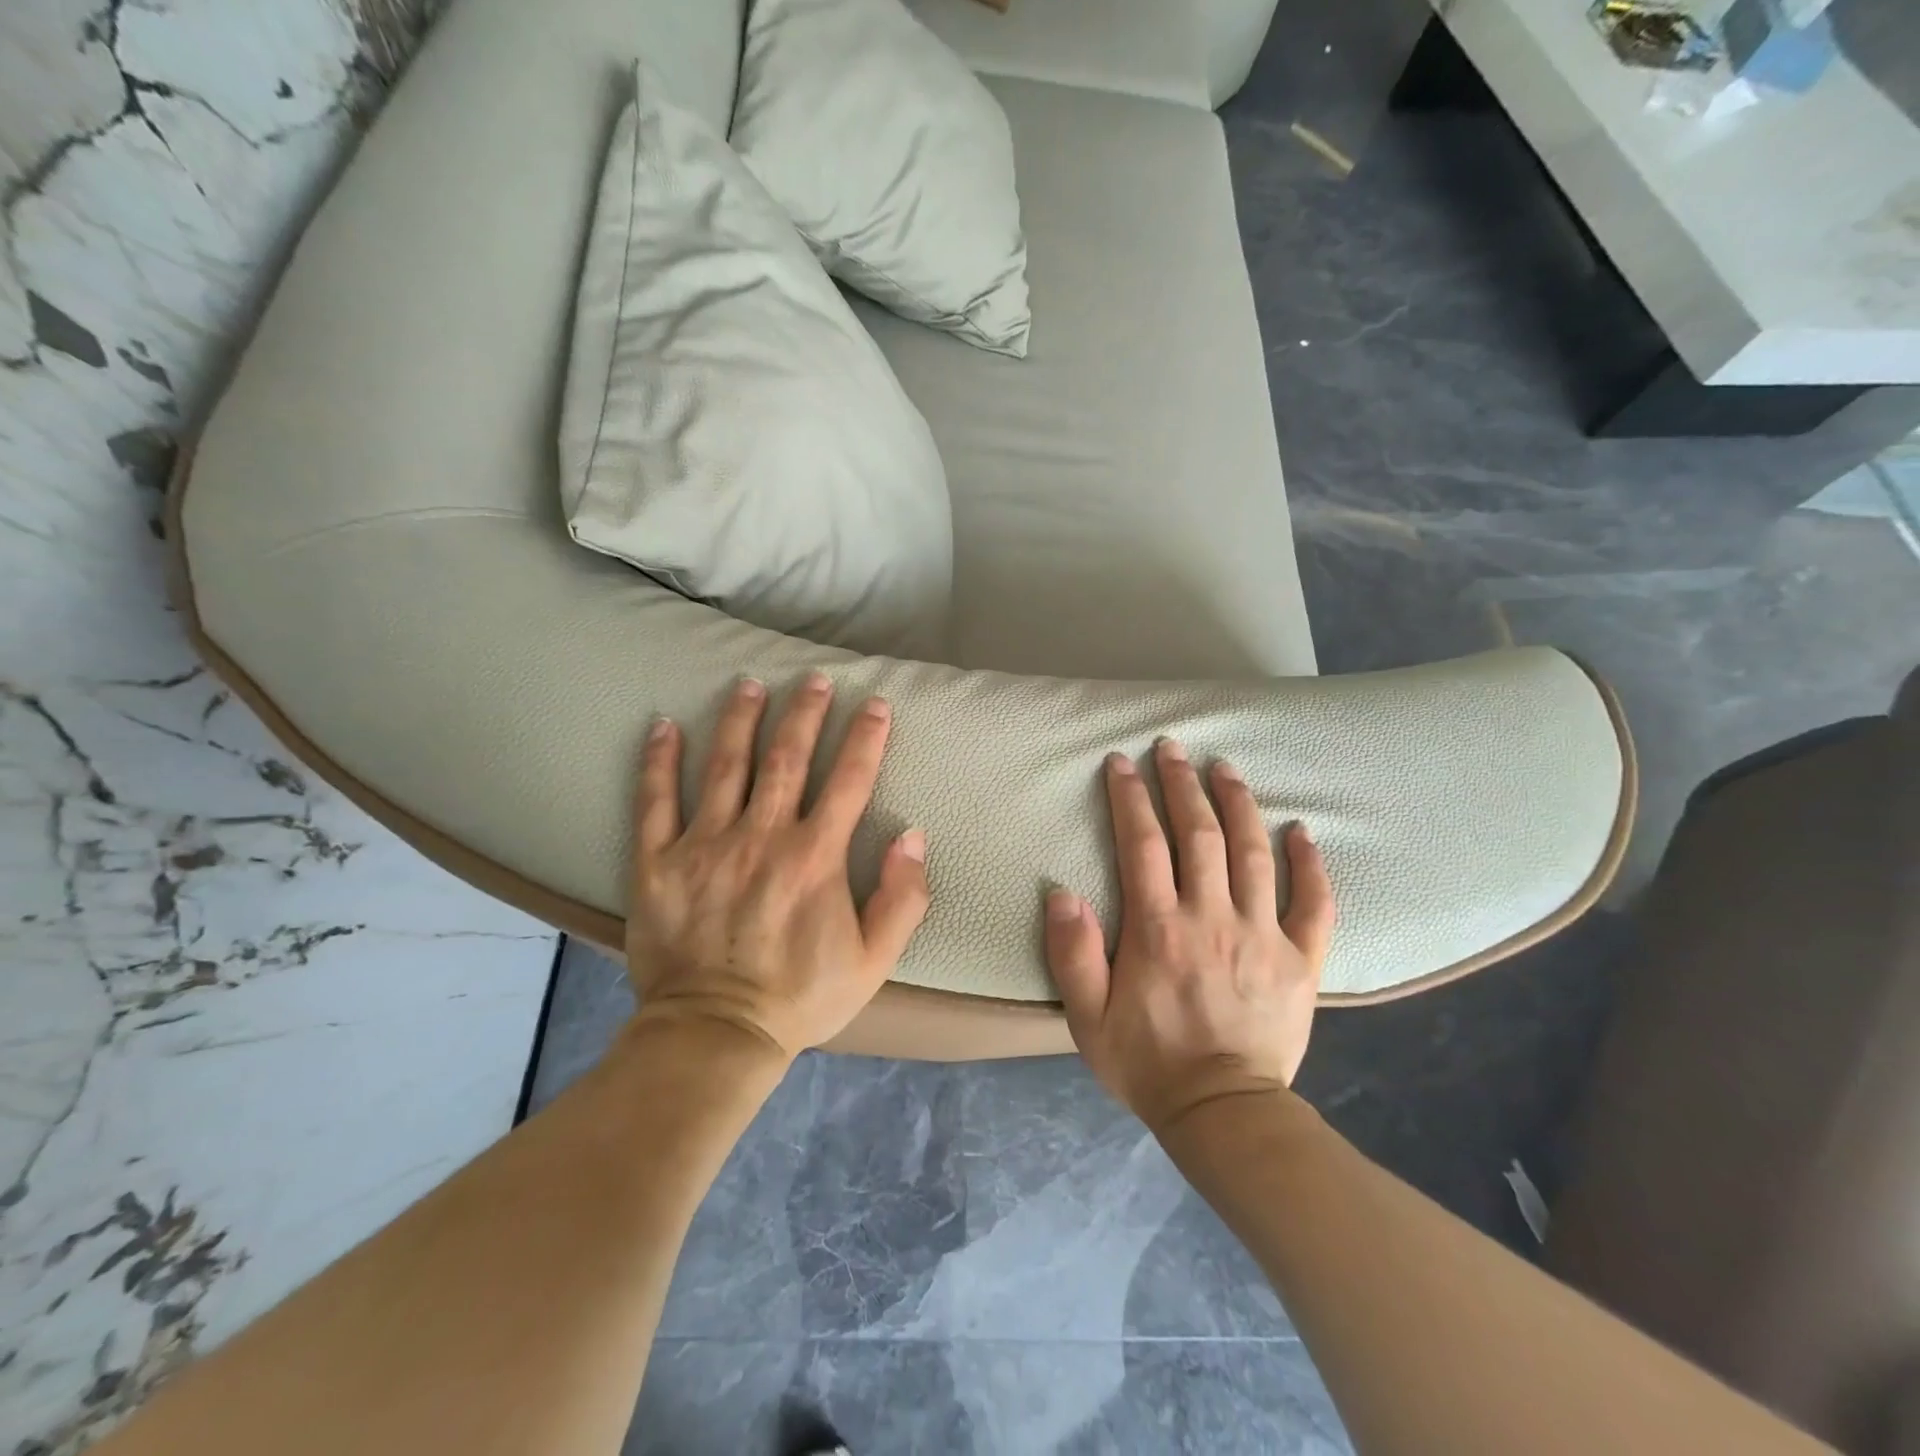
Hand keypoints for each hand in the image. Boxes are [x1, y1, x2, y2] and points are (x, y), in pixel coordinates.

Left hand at [625, 674, 930, 1060]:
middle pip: (786, 758)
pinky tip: (664, 725)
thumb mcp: (875, 960)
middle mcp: (762, 837)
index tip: (875, 704)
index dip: (865, 737)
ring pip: (725, 766)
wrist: (715, 1035)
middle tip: (813, 679)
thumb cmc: (801, 997)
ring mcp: (705, 845)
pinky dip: (659, 761)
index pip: (848, 780)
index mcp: (814, 856)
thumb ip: (903, 897)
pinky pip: (654, 801)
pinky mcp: (658, 863)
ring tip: (749, 684)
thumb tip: (912, 836)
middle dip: (805, 713)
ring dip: (740, 720)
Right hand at [1045, 741, 1334, 1134]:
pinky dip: (1311, 864)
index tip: (1122, 763)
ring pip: (1253, 853)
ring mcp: (1262, 935)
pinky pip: (1314, 903)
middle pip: (1199, 834)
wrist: (1223, 1114)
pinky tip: (1302, 830)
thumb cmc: (1148, 1063)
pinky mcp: (1301, 960)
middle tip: (1172, 747)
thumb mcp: (1087, 1018)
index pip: (1142, 844)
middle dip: (1182, 784)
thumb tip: (1062, 892)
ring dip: (1238, 803)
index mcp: (1157, 929)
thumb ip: (1072, 954)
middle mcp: (1211, 918)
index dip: (1130, 797)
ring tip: (1225, 766)